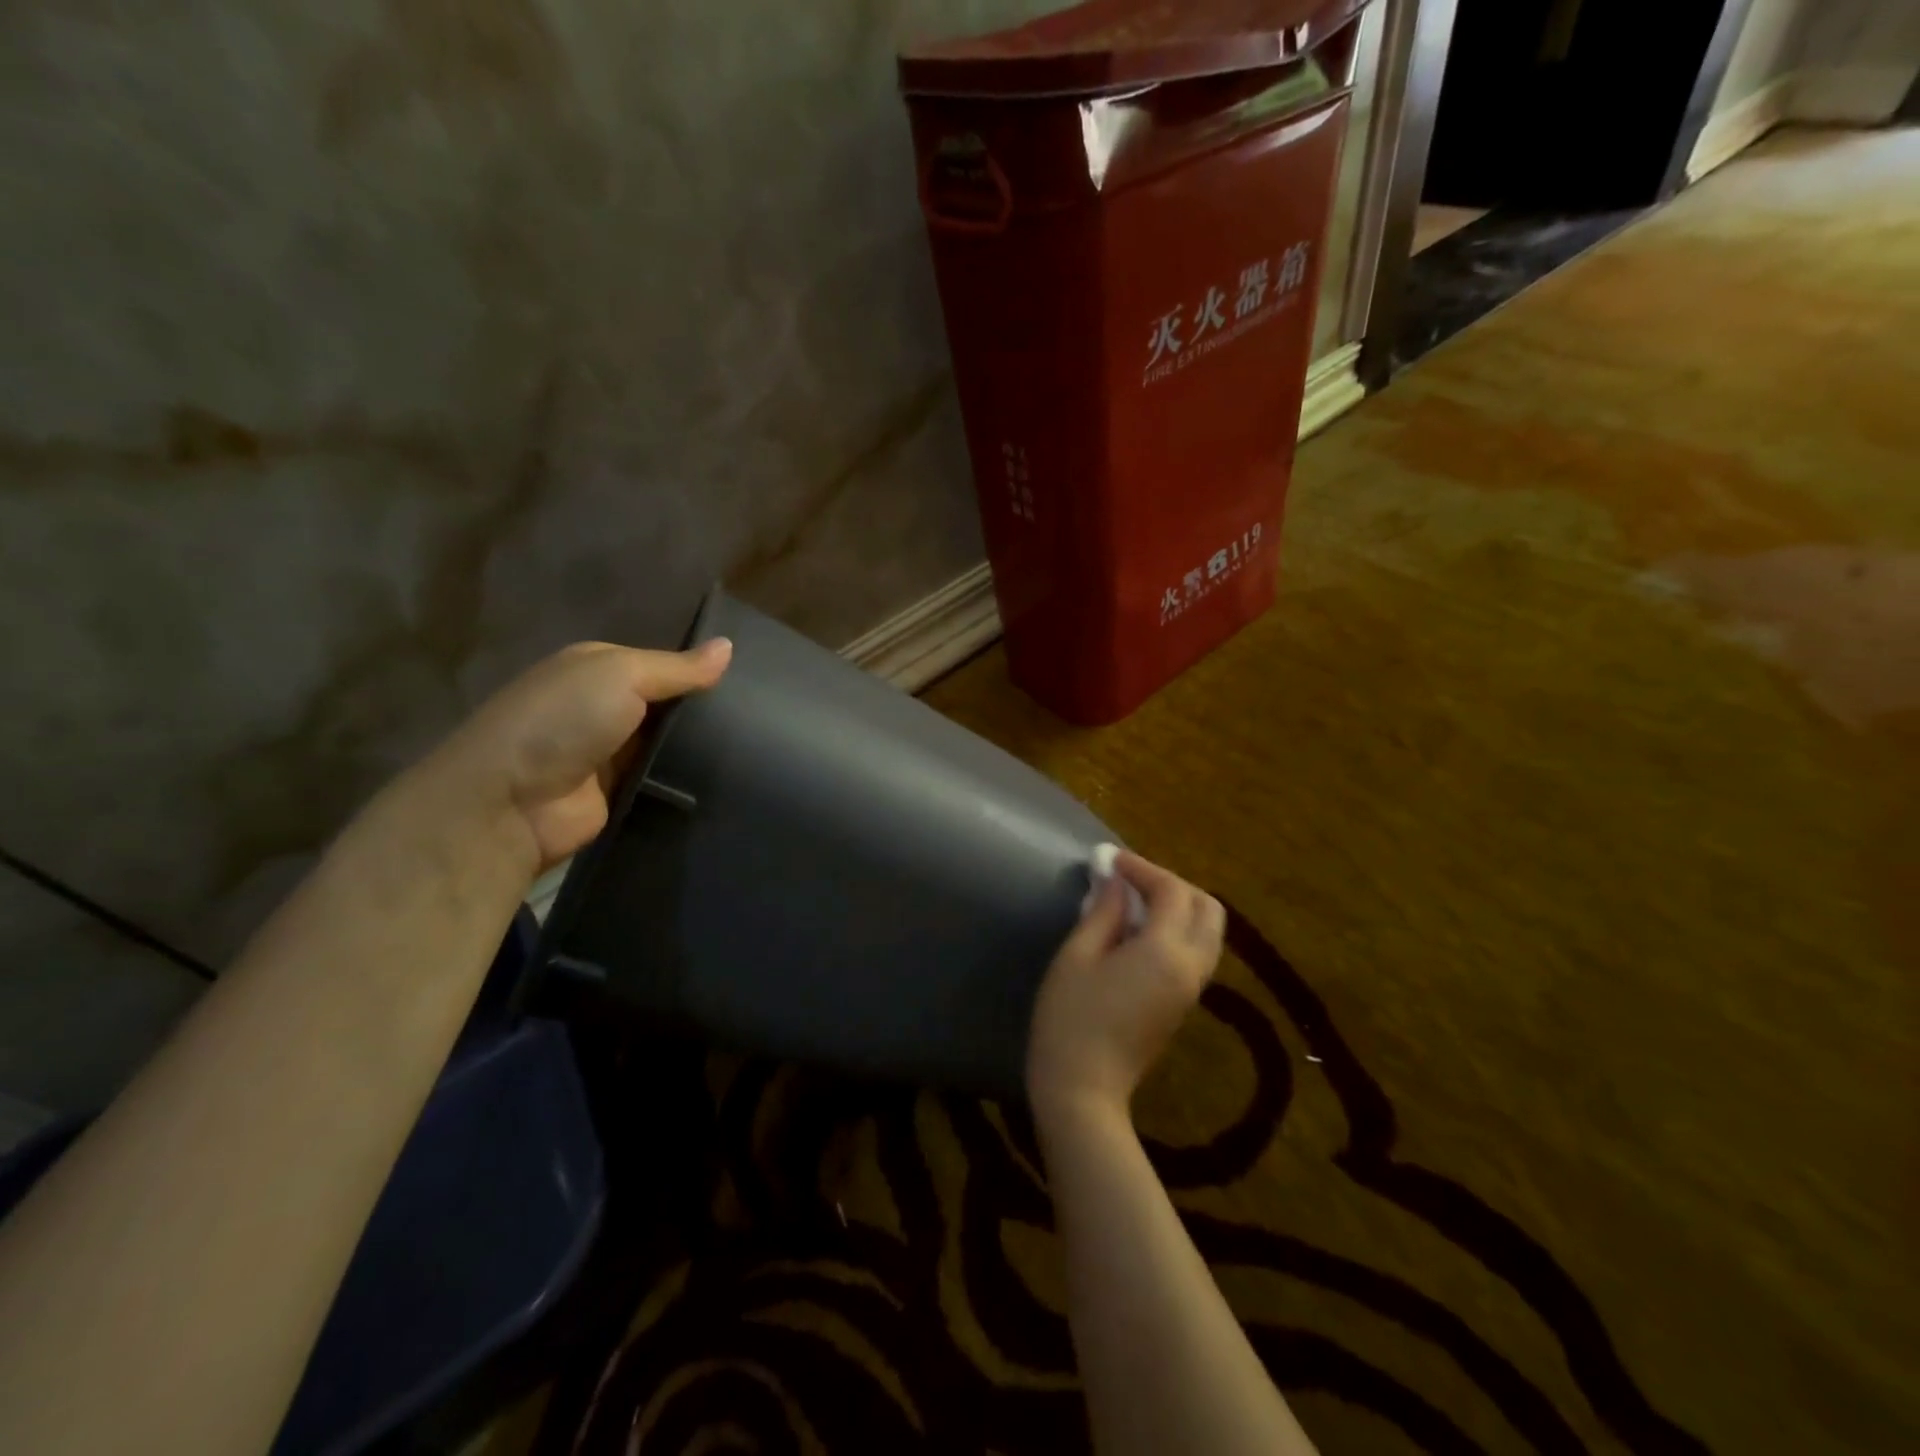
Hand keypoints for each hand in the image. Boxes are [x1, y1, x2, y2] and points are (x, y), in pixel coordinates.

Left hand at [414, 638, 731, 874]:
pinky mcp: (618, 793)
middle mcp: (603, 706)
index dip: (699, 670)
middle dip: (704, 710)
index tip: (748, 679)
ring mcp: (610, 753)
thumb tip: (729, 647)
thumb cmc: (564, 720)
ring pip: (669, 745)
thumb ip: (678, 668)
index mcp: (597, 668)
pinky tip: (729, 777)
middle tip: (761, 716)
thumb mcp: (623, 675)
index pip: (661, 664)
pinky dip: (687, 780)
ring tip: (757, 747)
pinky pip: (663, 781)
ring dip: (699, 748)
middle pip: (667, 705)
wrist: (511, 802)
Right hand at [1026, 851, 1223, 1120]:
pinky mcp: (1184, 1004)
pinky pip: (1196, 951)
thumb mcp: (1077, 956)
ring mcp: (1192, 989)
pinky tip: (1138, 930)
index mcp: (1166, 952)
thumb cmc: (1070, 1019)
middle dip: (1172, 884)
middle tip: (1130, 880)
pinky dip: (1177, 929)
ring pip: (1208, 931)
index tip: (1110, 859)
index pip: (1172, 891)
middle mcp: (1192, 967)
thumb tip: (1115, 881)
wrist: (1083, 1090)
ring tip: (1133, 901)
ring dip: (1179, 906)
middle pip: (1207, 908)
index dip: (1142, 868)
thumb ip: (1102, 911)